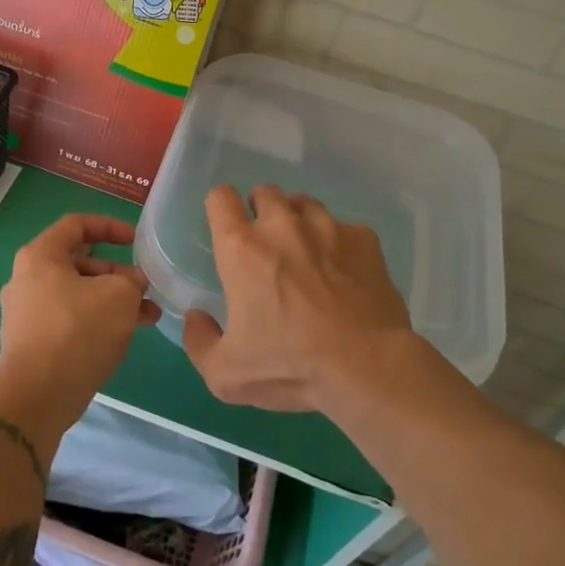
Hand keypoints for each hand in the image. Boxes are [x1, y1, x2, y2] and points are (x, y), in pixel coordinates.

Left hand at [0, 213, 158, 438]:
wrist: (37, 396)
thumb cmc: (78, 331)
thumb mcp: (119, 296)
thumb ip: (132, 279)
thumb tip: (133, 282)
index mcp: (40, 256)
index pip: (76, 225)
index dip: (110, 226)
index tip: (135, 241)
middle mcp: (26, 279)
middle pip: (79, 263)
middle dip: (118, 273)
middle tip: (146, 289)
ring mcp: (25, 312)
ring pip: (77, 294)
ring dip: (113, 301)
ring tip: (148, 317)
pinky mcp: (31, 341)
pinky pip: (69, 319)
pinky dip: (96, 320)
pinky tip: (122, 337)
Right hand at [183, 183, 415, 411]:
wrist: (367, 368)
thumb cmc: (290, 366)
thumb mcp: (226, 373)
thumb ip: (199, 341)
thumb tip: (197, 317)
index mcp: (242, 249)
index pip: (220, 198)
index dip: (220, 208)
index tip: (226, 229)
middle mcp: (282, 225)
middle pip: (265, 192)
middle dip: (261, 211)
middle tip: (267, 247)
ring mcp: (328, 227)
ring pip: (305, 204)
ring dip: (299, 222)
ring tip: (307, 255)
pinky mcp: (364, 239)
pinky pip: (344, 227)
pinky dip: (339, 243)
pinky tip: (345, 273)